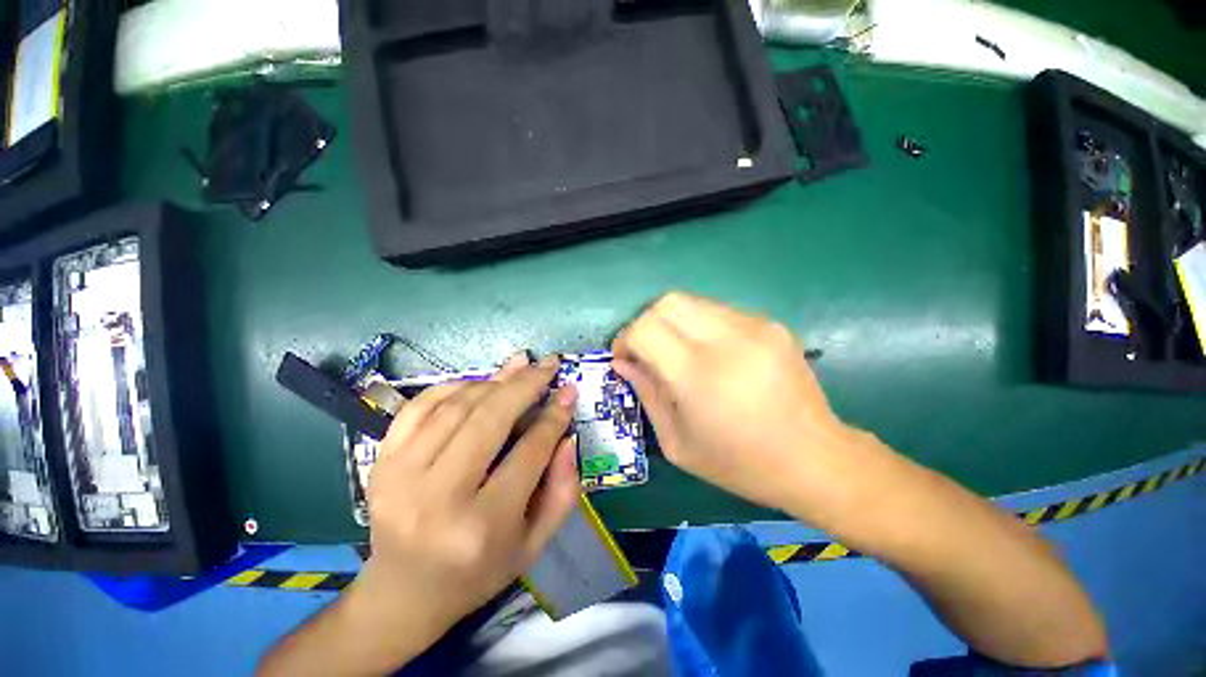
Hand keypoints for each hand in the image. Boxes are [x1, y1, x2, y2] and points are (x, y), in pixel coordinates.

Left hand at [351, 354, 580, 660]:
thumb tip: (568, 435)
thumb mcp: (534, 543)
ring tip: (520, 368)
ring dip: (494, 381)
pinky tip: (478, 382)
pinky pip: (419, 407)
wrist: (404, 593)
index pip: (528, 452)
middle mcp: (438, 498)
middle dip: (526, 384)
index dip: (554, 417)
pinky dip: (452, 386)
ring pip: (457, 407)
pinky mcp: (381, 463)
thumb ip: (562, 490)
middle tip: (548, 364)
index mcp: (482, 527)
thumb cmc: (479, 571)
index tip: (568, 391)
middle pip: (490, 419)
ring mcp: (400, 476)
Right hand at [613, 292, 869, 516]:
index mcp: (697, 375)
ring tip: (678, 352)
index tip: (626, 358)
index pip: (644, 329)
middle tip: (647, 351)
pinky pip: (718, 311)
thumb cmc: (740, 463)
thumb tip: (623, 363)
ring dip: (672, 323)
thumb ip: (646, 394)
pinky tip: (711, 354)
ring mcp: (754, 326)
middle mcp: (726, 340)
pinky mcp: (770, 324)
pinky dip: (700, 326)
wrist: (815, 459)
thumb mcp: (678, 442)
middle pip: (666, 303)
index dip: (625, 339)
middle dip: (645, 322)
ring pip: (692, 301)